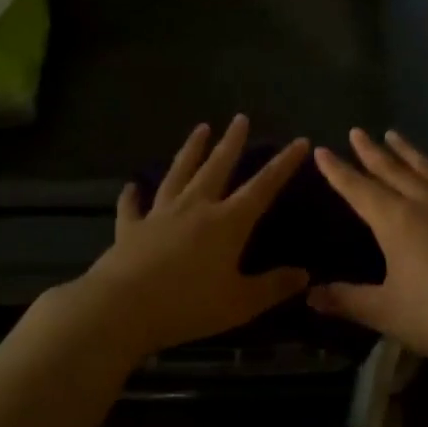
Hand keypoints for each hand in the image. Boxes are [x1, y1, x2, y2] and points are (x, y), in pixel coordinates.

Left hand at [65, 116, 310, 358]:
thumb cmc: (188, 305)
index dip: (283, 164)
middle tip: (240, 118)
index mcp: (227, 222)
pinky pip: (132, 207)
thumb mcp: (240, 303)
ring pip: (179, 173)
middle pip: (217, 167)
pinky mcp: (130, 228)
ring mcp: (160, 214)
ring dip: (191, 150)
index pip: (263, 187)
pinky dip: (133, 195)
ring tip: (200, 129)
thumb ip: (273, 287)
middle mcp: (195, 207)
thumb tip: (305, 275)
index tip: (300, 142)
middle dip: (232, 142)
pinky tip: (132, 186)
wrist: (122, 307)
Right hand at [312, 128, 427, 374]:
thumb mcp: (386, 311)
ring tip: (393, 135)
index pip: (359, 189)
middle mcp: (424, 204)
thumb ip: (347, 300)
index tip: (322, 150)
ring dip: (406, 152)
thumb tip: (310, 295)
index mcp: (396, 221)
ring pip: (424, 170)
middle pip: (392, 171)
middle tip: (356, 131)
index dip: (338, 171)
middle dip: (371, 152)